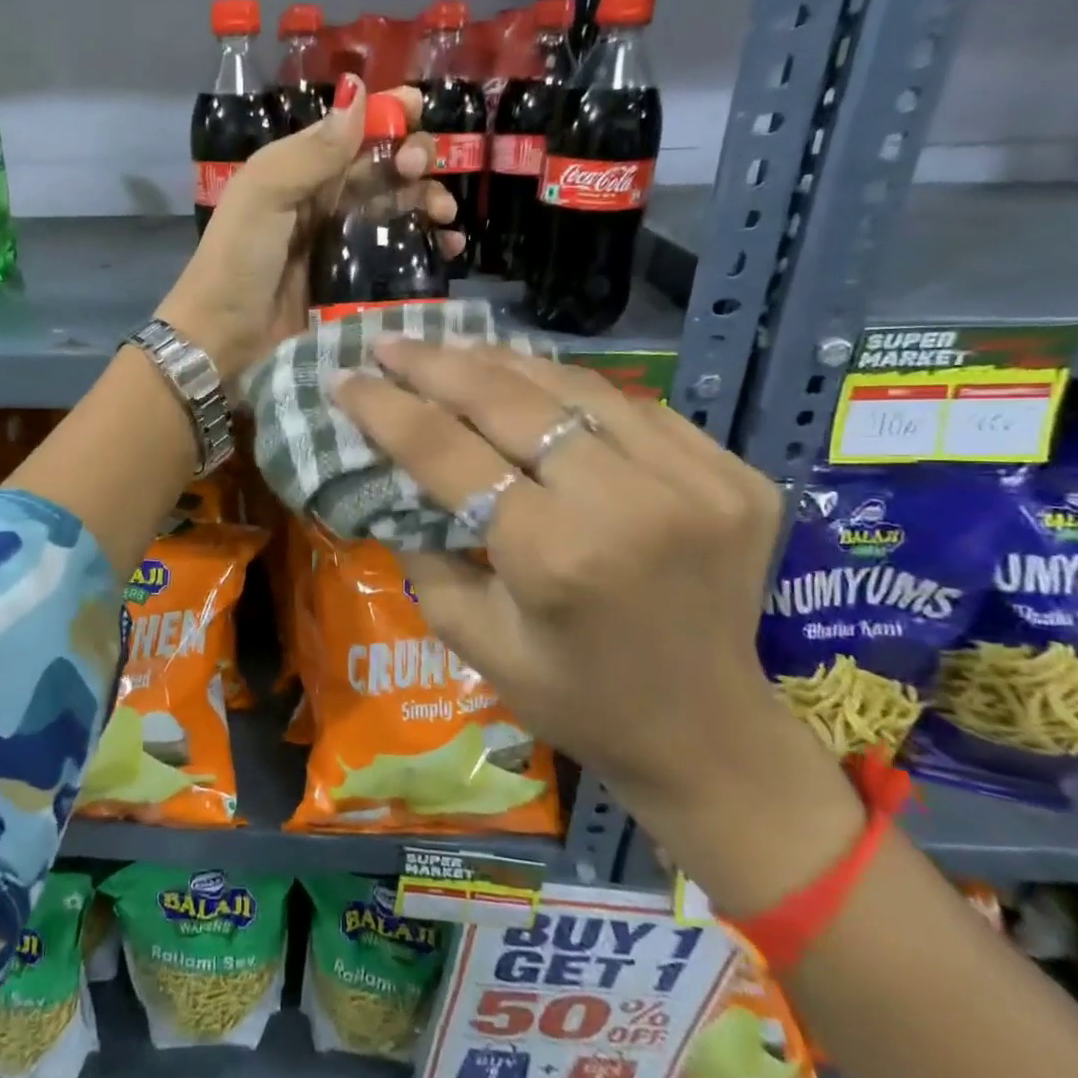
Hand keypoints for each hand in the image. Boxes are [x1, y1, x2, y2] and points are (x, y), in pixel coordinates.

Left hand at [156, 77, 462, 382]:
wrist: (224, 337)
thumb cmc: (238, 260)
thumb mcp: (264, 195)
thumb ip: (312, 152)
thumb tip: (359, 93)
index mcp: (299, 170)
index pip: (352, 130)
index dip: (387, 115)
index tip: (419, 111)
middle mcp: (324, 200)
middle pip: (382, 167)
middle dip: (413, 159)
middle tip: (421, 172)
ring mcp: (341, 242)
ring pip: (396, 207)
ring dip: (427, 200)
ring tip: (444, 215)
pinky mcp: (354, 281)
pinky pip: (397, 253)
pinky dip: (425, 244)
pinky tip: (447, 246)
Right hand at [335, 340, 864, 914]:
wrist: (710, 734)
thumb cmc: (576, 700)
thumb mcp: (475, 641)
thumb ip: (427, 553)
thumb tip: (395, 479)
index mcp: (555, 555)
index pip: (449, 452)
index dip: (388, 409)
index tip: (345, 380)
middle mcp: (629, 502)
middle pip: (511, 401)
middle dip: (437, 365)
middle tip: (388, 343)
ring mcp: (696, 480)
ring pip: (575, 386)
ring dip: (501, 362)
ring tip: (449, 350)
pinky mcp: (732, 473)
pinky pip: (632, 407)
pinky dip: (569, 389)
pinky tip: (529, 381)